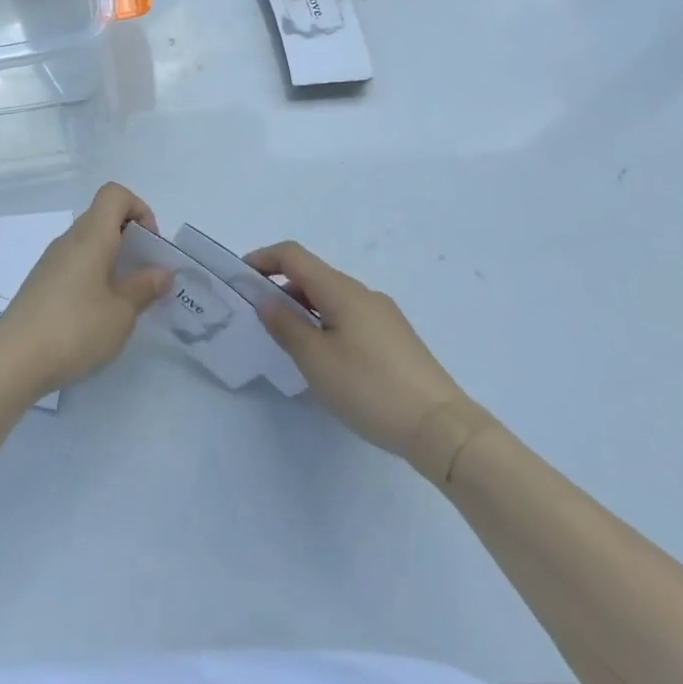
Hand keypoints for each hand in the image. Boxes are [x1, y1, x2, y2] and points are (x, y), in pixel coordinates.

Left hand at [0, 183, 172, 395]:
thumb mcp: (121, 312)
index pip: (114, 194)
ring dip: (112, 261)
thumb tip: (161, 272)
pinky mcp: (41, 283)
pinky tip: (98, 314)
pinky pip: (75, 264)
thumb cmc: (74, 328)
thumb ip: (144, 288)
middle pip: (103, 218)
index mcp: (91, 235)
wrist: (13, 360)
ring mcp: (51, 261)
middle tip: (145, 277)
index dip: (139, 209)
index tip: (150, 246)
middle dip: (131, 240)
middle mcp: (69, 240)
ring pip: (89, 244)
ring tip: (125, 301)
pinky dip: (94, 277)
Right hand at [249, 241, 485, 480]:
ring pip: (332, 297)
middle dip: (280, 287)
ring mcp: (383, 315)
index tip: (240, 278)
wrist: (442, 428)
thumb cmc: (370, 389)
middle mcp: (363, 293)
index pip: (293, 255)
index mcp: (341, 290)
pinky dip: (325, 322)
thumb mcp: (316, 360)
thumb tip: (266, 300)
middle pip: (313, 275)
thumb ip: (285, 326)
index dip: (263, 258)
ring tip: (288, 341)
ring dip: (303, 307)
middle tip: (258, 316)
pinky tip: (325, 358)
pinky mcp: (396, 338)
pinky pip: (350, 316)